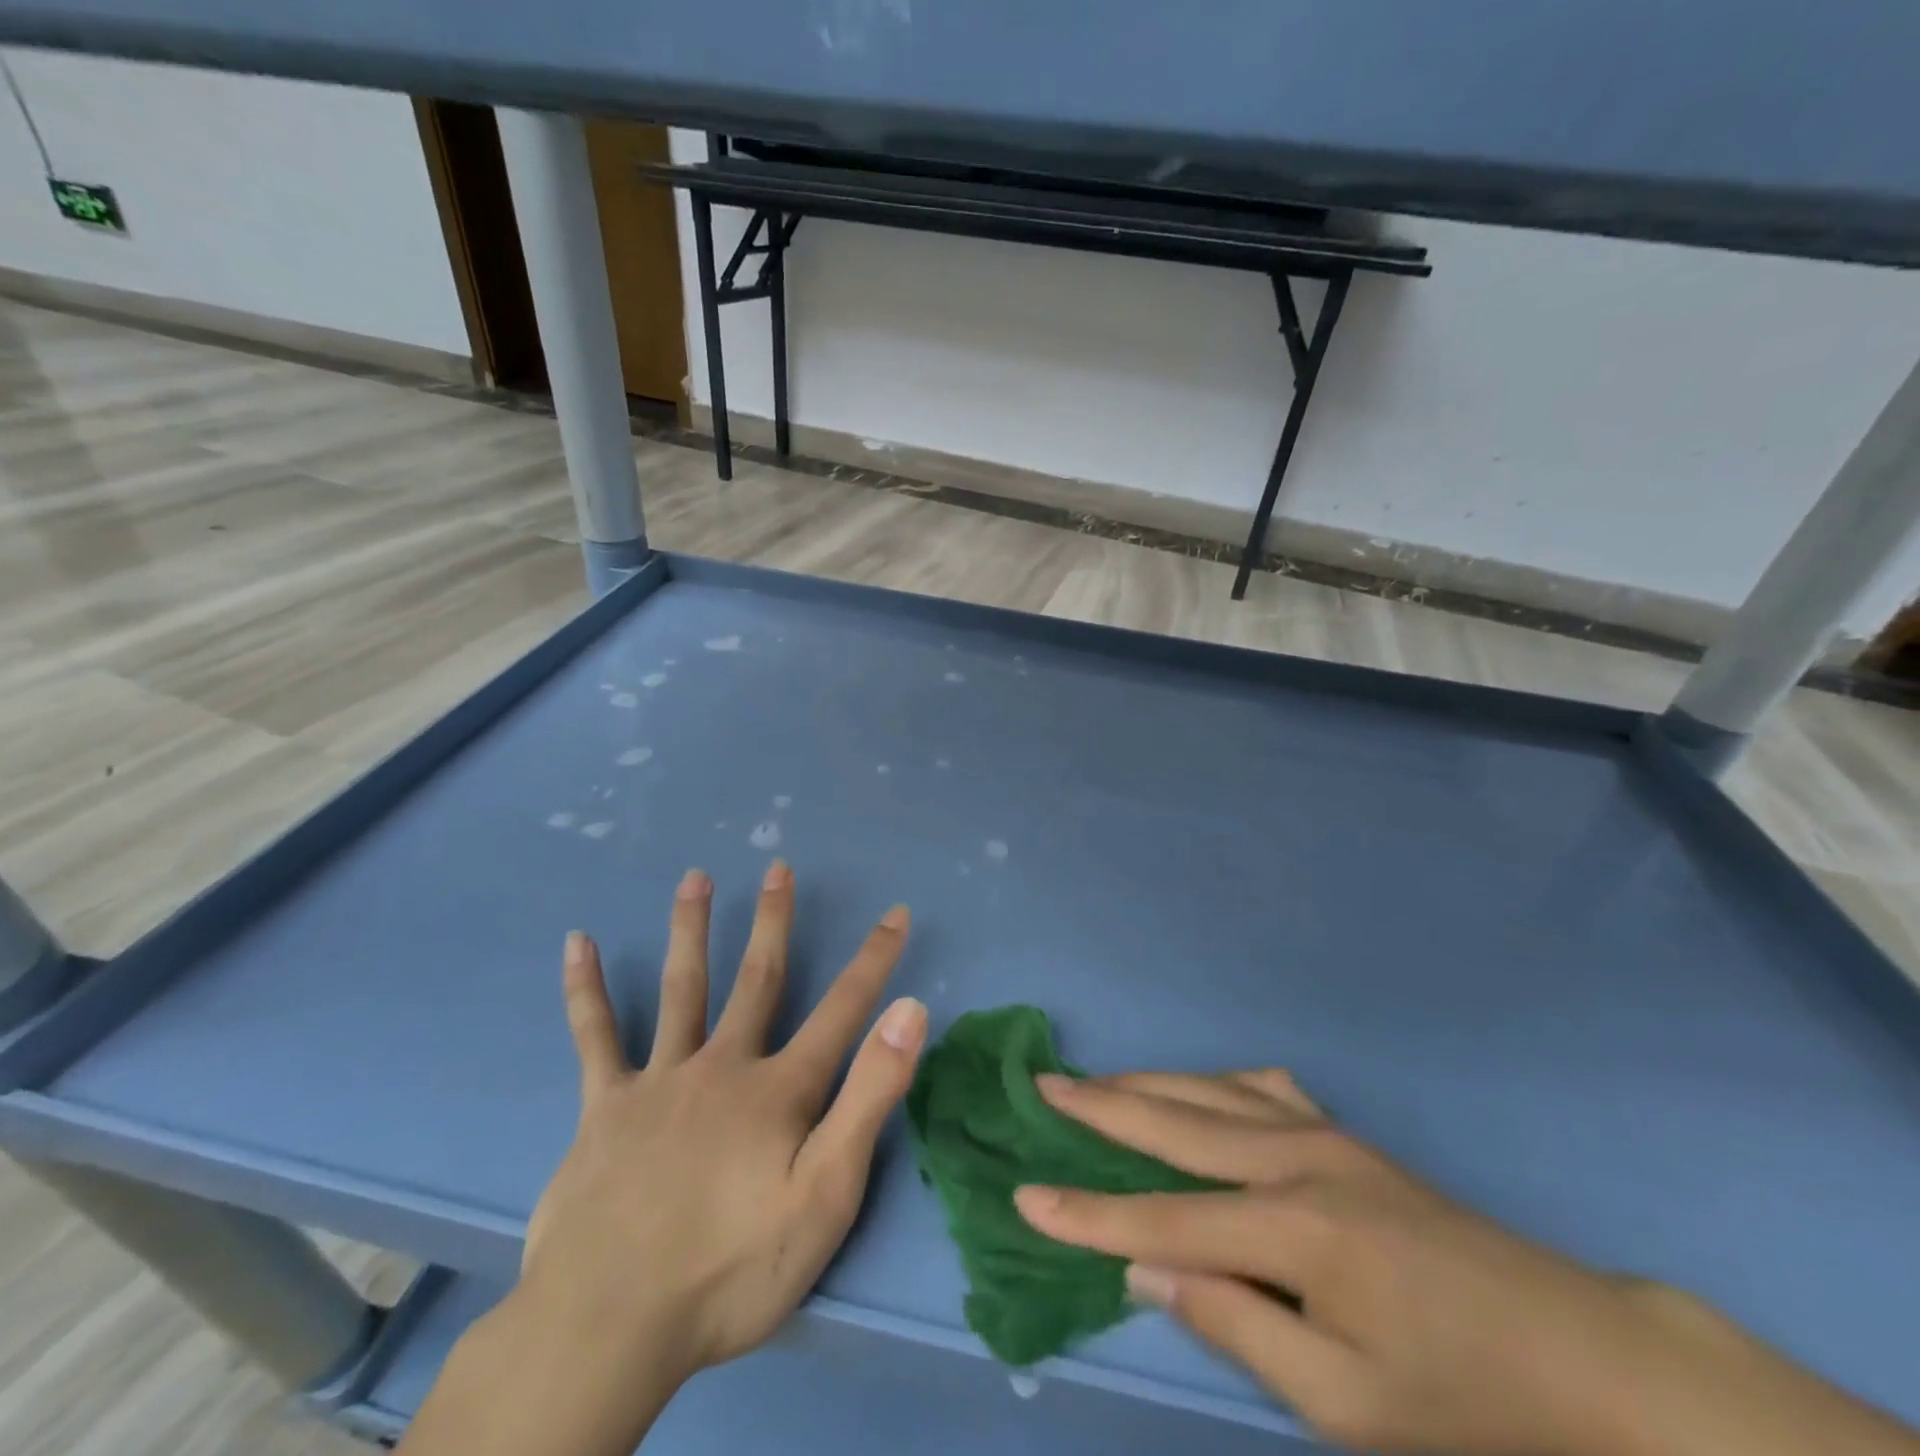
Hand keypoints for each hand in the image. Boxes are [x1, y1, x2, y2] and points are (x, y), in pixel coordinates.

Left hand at [523, 861, 927, 1378]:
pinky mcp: (604, 1107)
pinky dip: (586, 990)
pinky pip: (595, 1036)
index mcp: (778, 1089)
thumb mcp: (826, 1194)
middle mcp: (723, 1065)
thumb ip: (869, 1098)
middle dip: (774, 921)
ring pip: (682, 988)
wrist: (609, 1326)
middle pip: (757, 978)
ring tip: (695, 877)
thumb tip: (910, 1011)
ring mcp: (659, 1080)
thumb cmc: (731, 1268)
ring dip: (691, 928)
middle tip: (778, 867)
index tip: (896, 912)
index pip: (843, 1009)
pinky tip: (577, 944)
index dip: (874, 959)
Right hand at [1013, 1070, 1919, 1455]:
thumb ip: (1235, 1325)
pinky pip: (1259, 1088)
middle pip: (1174, 1122)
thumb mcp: (1346, 1402)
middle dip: (1102, 1107)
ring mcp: (1322, 1134)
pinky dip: (1212, 1082)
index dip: (1088, 1213)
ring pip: (1209, 1091)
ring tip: (1098, 1081)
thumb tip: (1146, 1268)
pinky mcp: (1344, 1134)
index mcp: (1290, 1229)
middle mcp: (1293, 1159)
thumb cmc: (1464, 1401)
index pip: (1162, 1217)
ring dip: (1147, 1083)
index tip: (1025, 1197)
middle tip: (1045, 1085)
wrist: (1584, 1355)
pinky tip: (1202, 1090)